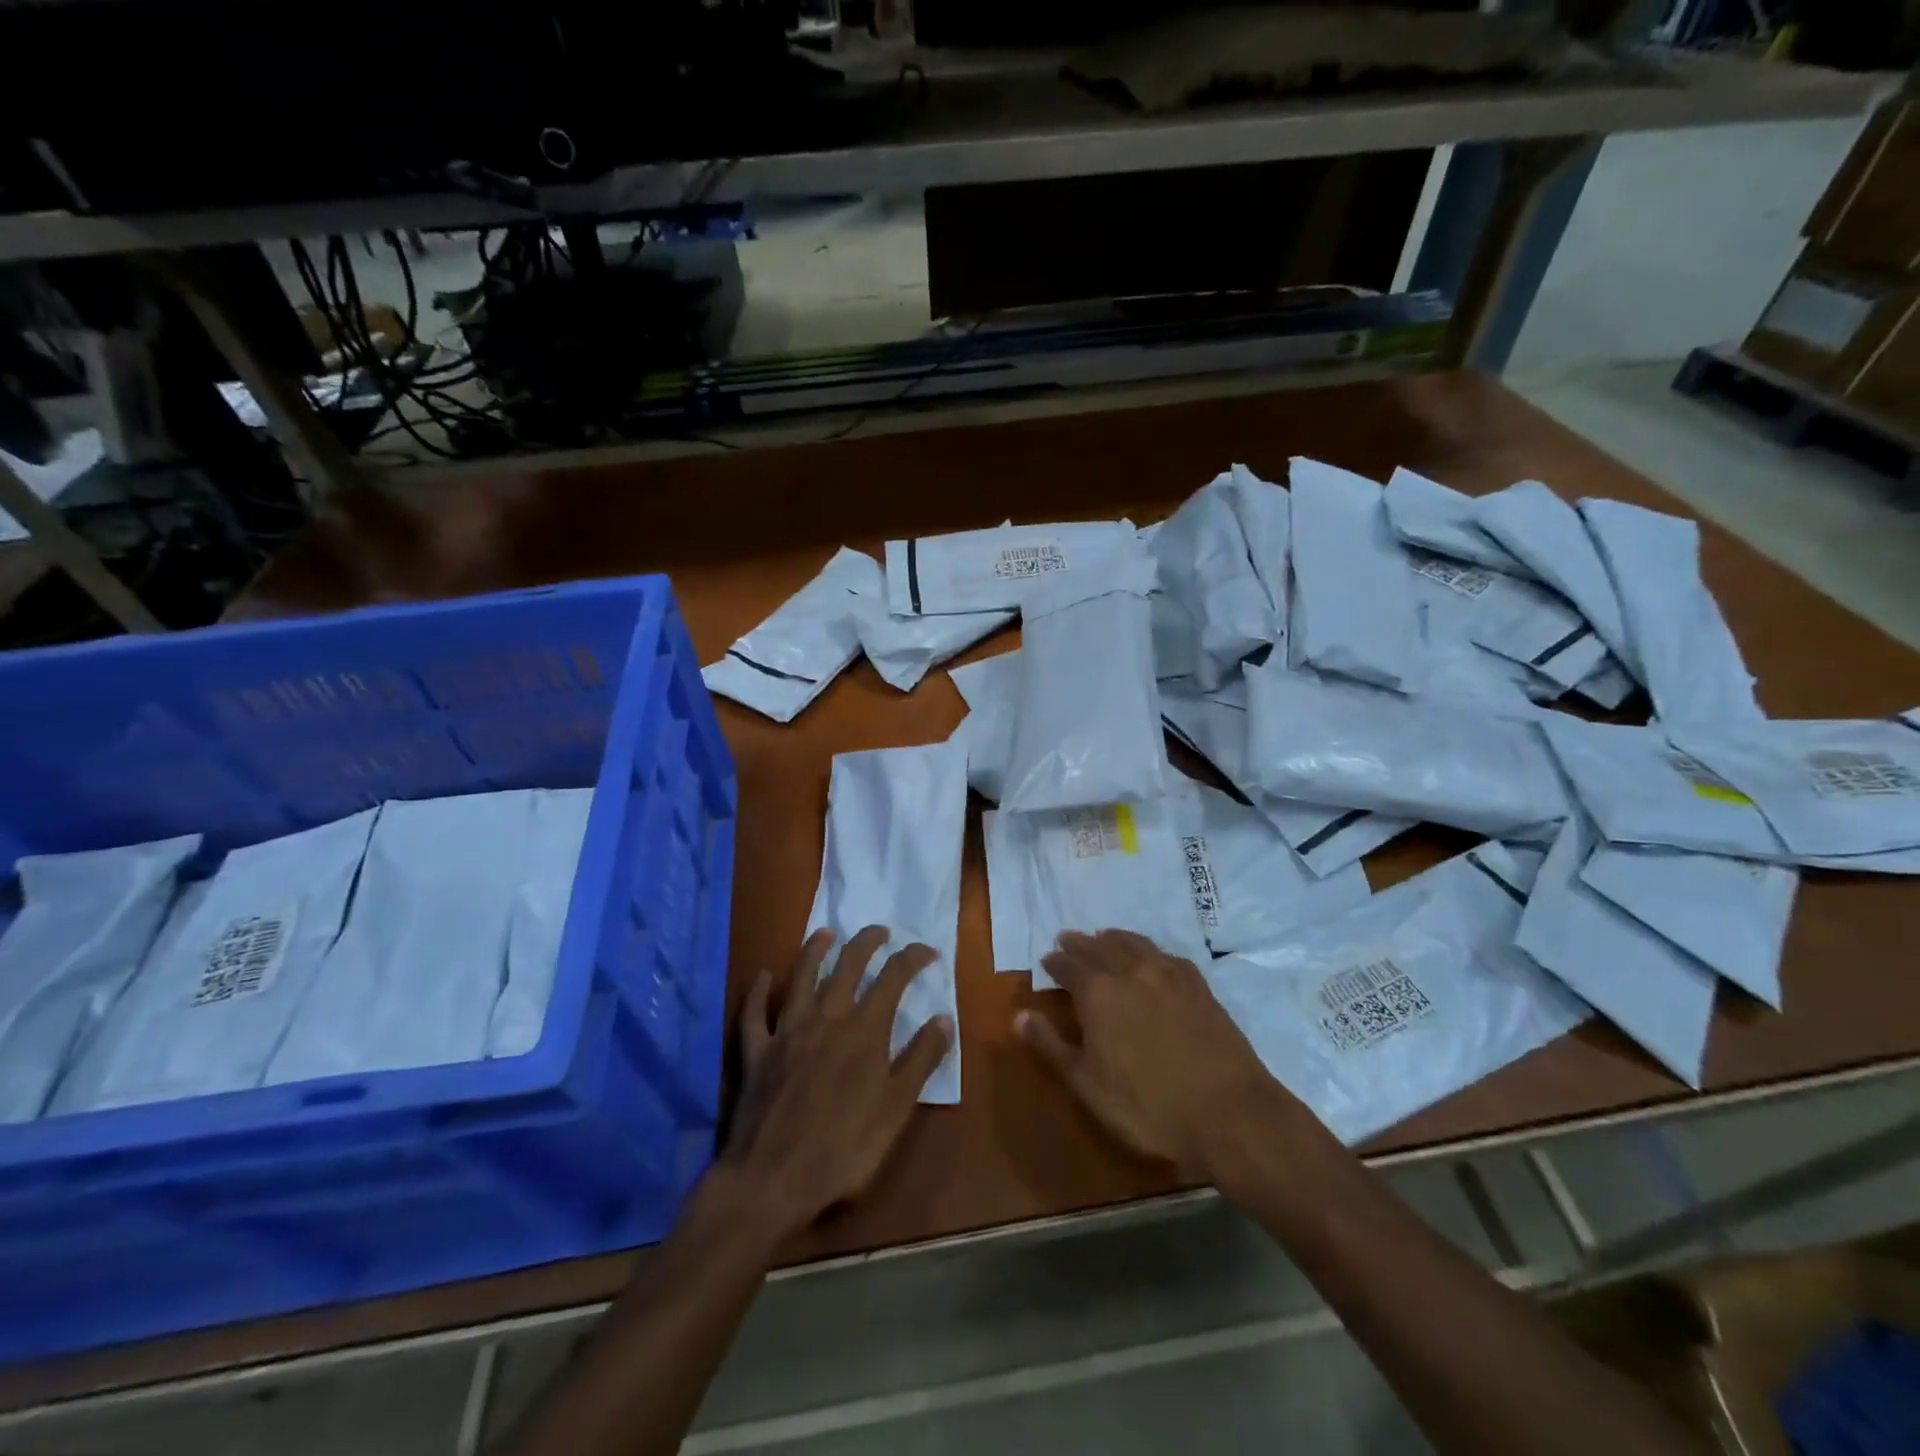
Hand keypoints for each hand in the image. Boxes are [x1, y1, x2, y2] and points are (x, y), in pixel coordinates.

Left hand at [723, 926, 952, 1235]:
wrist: (771, 1180)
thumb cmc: (844, 1149)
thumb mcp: (896, 1109)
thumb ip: (921, 1060)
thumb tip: (944, 1018)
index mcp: (864, 1030)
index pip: (893, 977)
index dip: (912, 958)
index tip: (928, 951)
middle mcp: (826, 1018)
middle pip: (848, 966)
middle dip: (866, 942)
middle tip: (880, 930)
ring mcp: (787, 1032)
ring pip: (802, 978)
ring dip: (814, 950)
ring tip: (825, 933)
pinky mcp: (756, 1051)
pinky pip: (755, 1013)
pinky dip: (759, 992)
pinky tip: (763, 977)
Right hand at [1018, 929, 1291, 1180]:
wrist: (1229, 1114)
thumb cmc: (1148, 1106)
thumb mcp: (1087, 1085)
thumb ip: (1051, 1046)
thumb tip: (1019, 1015)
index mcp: (1099, 993)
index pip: (1069, 967)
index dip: (1056, 962)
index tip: (1047, 959)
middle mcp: (1131, 972)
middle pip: (1100, 948)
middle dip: (1080, 943)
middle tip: (1068, 938)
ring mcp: (1169, 976)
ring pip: (1135, 945)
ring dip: (1115, 938)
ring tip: (1105, 936)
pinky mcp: (1199, 987)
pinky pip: (1167, 956)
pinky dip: (1150, 949)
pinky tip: (1152, 956)